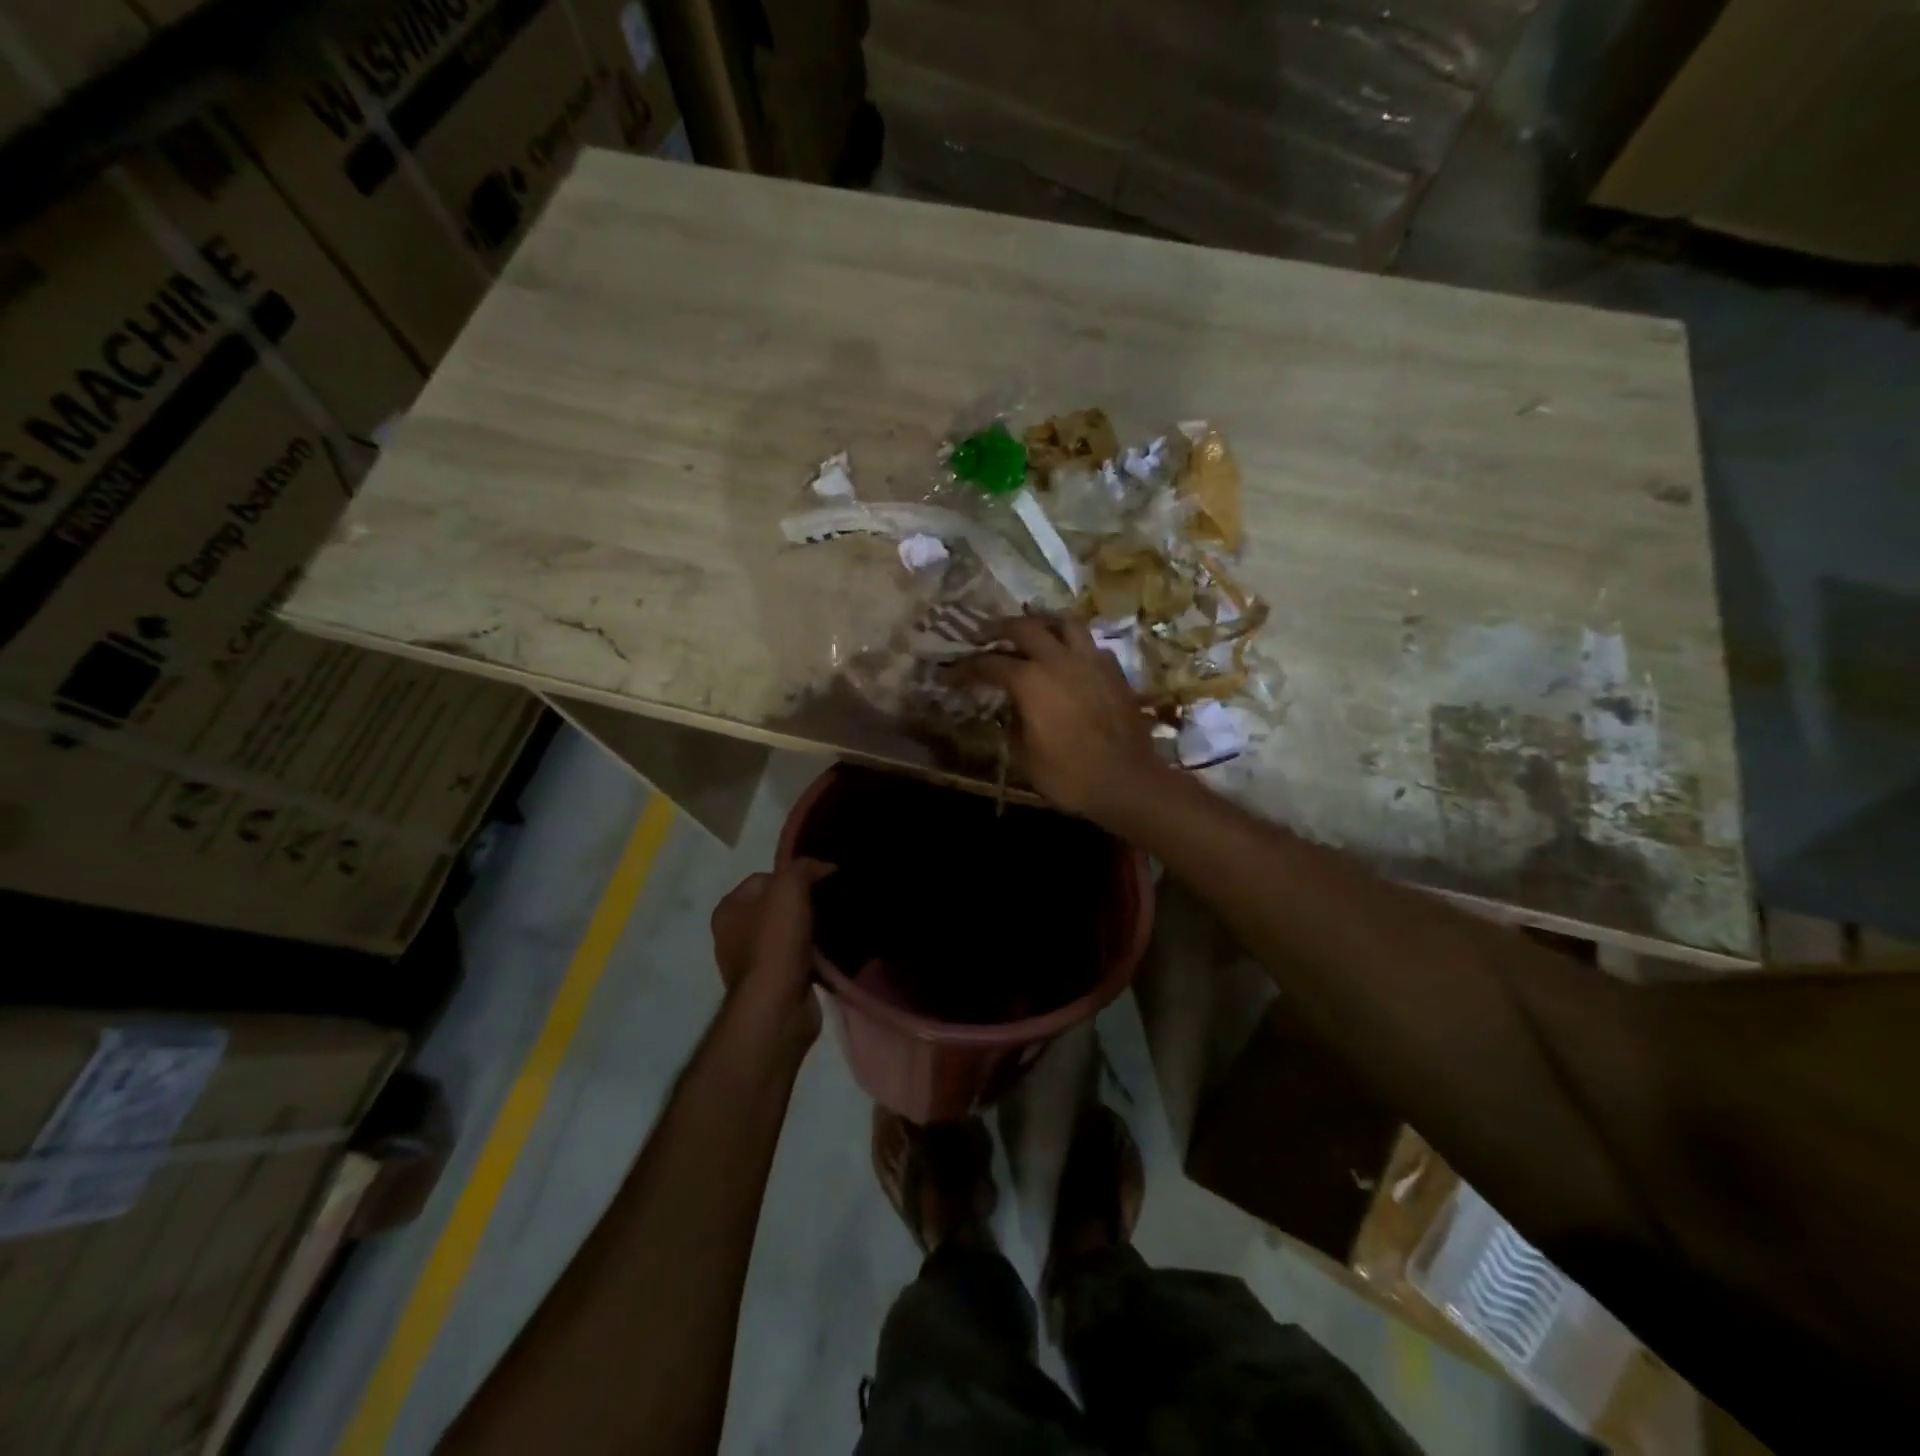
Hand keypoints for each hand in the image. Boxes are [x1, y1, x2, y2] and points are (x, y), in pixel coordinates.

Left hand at [710, 859, 834, 1045]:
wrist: (777, 1006)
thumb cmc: (775, 941)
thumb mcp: (789, 888)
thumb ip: (804, 867)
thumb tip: (825, 866)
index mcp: (728, 908)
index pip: (764, 877)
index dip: (794, 875)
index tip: (822, 880)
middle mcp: (733, 934)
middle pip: (777, 905)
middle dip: (804, 903)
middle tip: (833, 901)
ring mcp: (753, 962)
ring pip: (789, 932)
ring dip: (812, 929)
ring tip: (838, 924)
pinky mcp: (774, 984)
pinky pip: (798, 958)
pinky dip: (814, 954)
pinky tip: (833, 950)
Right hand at [962, 615, 1165, 822]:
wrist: (1127, 781)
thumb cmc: (1069, 775)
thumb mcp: (1025, 756)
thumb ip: (1013, 724)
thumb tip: (1012, 708)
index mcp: (1030, 681)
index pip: (988, 664)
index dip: (964, 668)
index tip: (949, 673)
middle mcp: (1058, 660)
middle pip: (1024, 627)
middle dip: (999, 628)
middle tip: (984, 634)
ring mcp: (1090, 661)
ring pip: (1064, 623)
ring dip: (1042, 622)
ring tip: (1032, 630)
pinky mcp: (1114, 671)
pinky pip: (1090, 645)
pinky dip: (1073, 644)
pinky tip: (1069, 658)